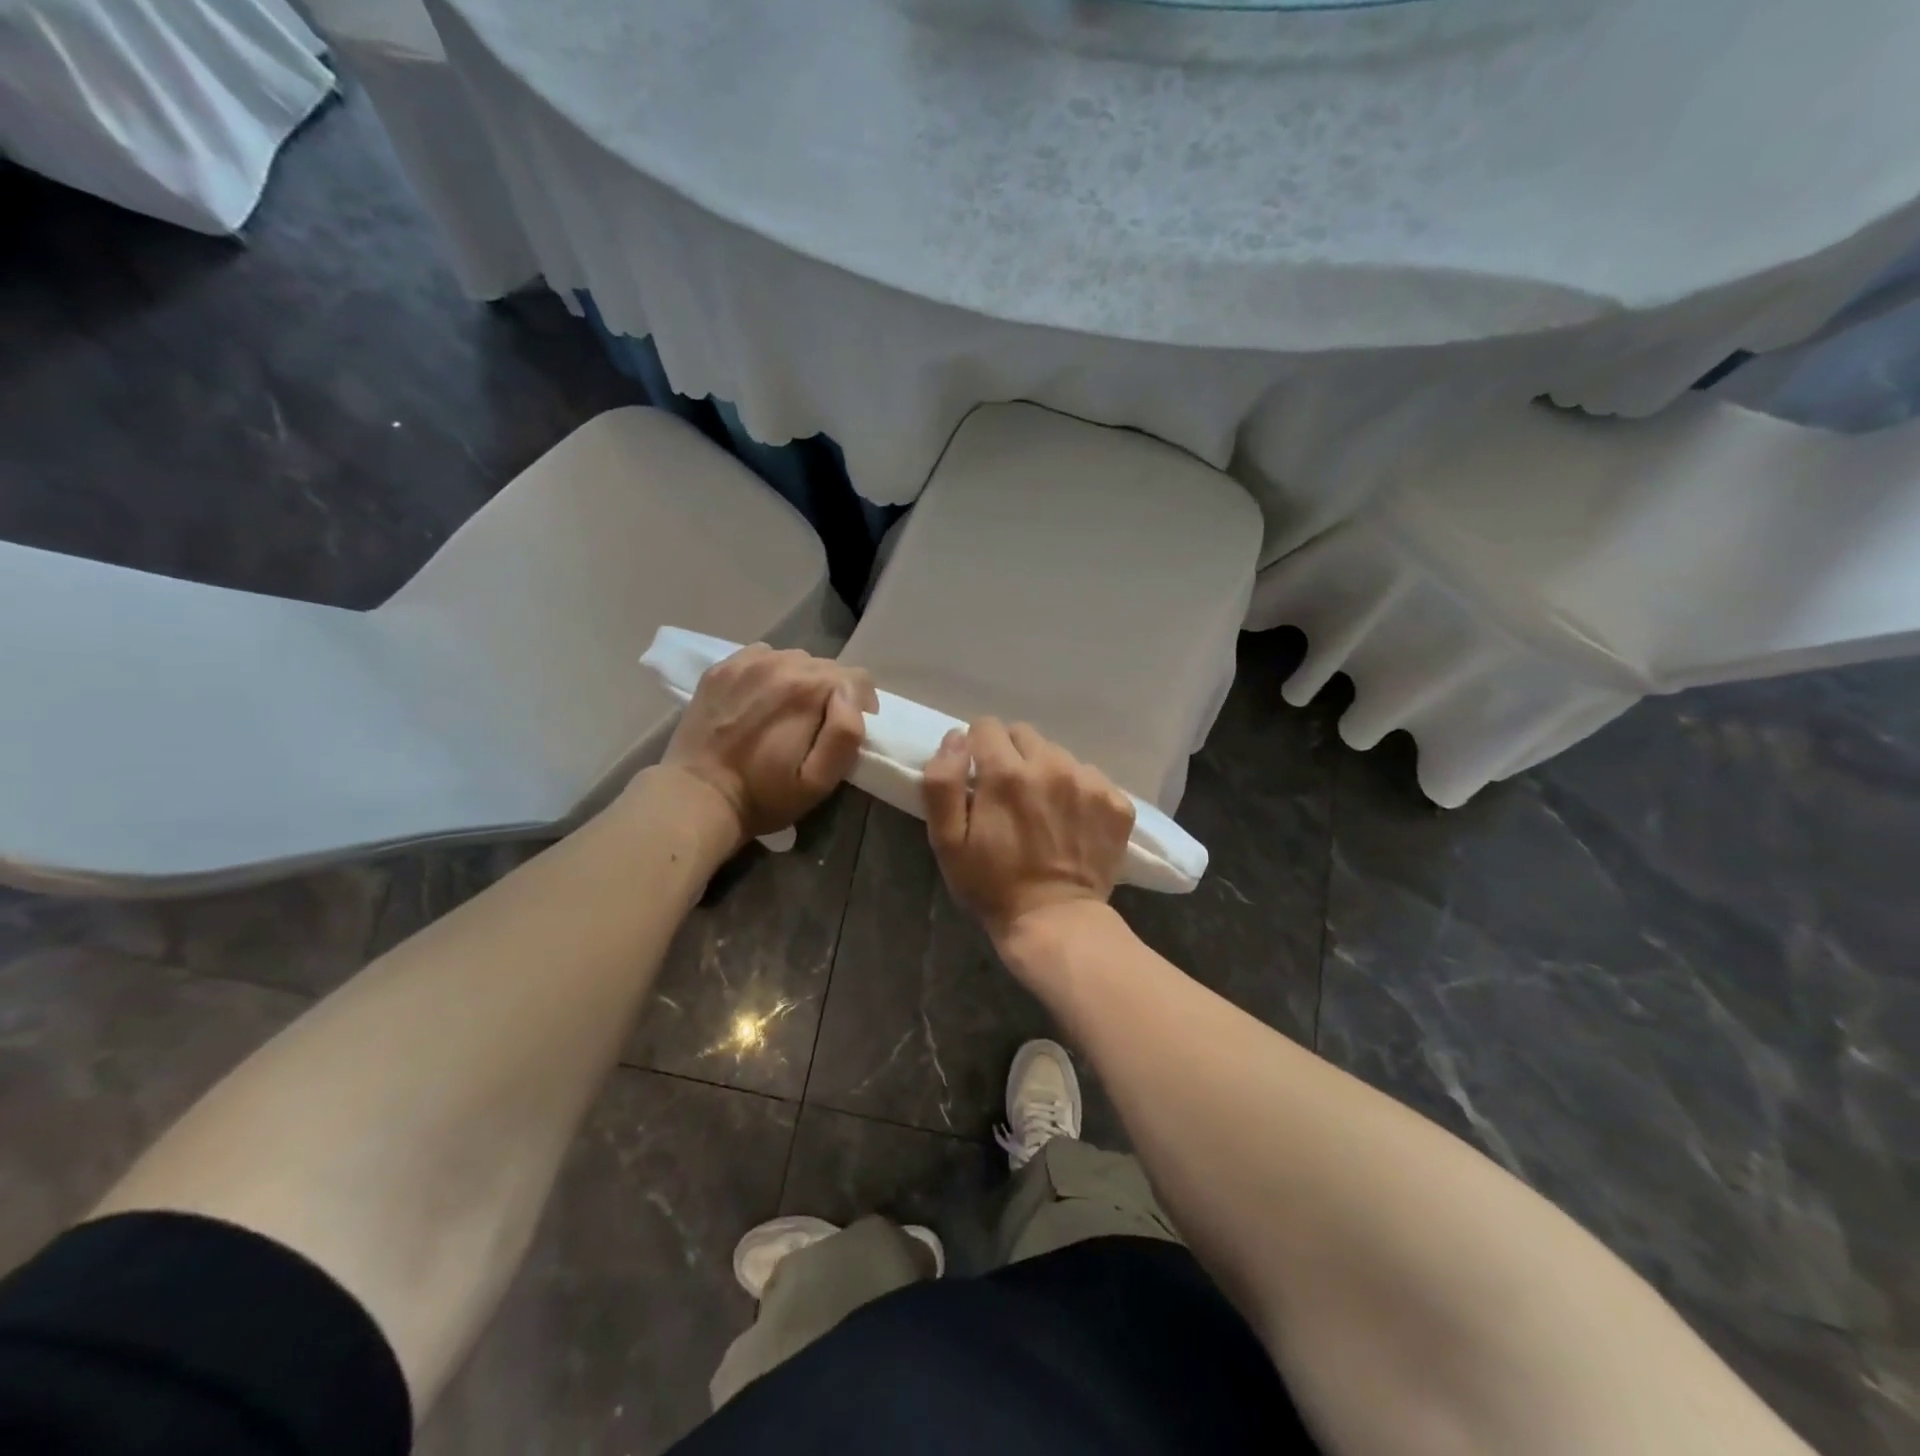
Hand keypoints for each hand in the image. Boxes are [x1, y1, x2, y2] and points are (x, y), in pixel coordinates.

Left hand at [660, 644, 878, 844]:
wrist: (697, 797)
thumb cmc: (764, 795)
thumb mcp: (819, 781)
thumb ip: (845, 734)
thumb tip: (851, 697)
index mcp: (808, 689)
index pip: (856, 678)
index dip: (861, 704)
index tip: (847, 729)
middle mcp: (780, 663)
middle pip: (826, 666)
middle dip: (830, 693)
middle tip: (817, 726)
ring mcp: (747, 662)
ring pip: (795, 659)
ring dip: (800, 681)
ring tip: (788, 712)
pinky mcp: (721, 668)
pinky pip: (762, 657)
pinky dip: (770, 673)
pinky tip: (760, 700)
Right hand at [922, 718, 1134, 944]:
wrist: (1056, 922)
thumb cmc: (992, 886)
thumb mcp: (946, 842)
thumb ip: (942, 783)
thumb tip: (955, 738)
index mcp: (1007, 773)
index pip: (987, 727)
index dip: (978, 750)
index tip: (979, 779)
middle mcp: (1052, 766)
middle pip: (1025, 735)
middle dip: (1012, 757)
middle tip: (1010, 797)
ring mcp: (1090, 783)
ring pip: (1059, 755)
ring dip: (1046, 773)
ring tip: (1043, 812)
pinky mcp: (1117, 802)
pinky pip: (1091, 778)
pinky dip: (1079, 793)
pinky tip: (1072, 824)